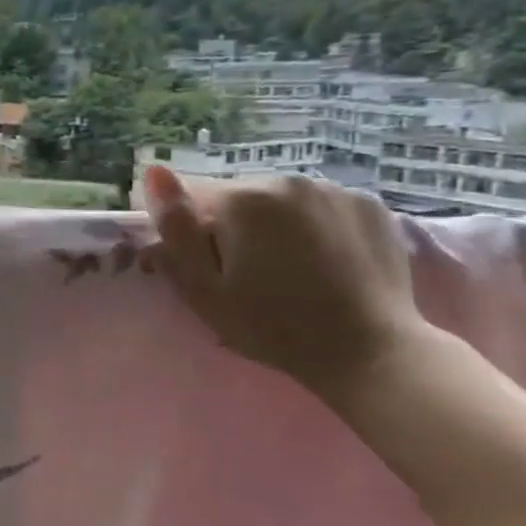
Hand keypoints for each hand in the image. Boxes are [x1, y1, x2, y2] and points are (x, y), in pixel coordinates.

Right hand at [141, 164, 427, 396]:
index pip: (192, 196)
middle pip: (238, 197)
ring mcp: (335, 189)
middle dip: (233, 226)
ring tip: (289, 269)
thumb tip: (154, 172)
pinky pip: (320, 206)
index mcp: (243, 199)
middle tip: (247, 275)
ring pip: (280, 200)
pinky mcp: (371, 204)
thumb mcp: (202, 288)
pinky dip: (313, 225)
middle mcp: (288, 180)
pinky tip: (323, 260)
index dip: (191, 231)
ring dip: (273, 224)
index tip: (206, 266)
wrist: (371, 353)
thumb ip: (175, 228)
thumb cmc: (271, 326)